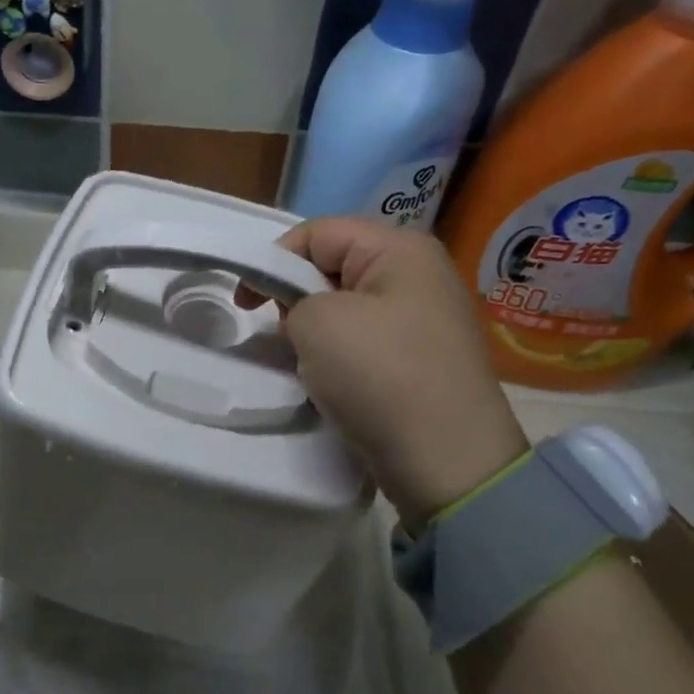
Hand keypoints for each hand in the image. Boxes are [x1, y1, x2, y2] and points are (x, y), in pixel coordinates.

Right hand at [277, 219, 526, 522]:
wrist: (446, 461)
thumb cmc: (380, 375)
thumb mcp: (317, 321)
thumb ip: (293, 298)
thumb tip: (306, 315)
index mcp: (400, 249)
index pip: (317, 232)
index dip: (274, 261)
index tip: (247, 304)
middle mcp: (418, 275)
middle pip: (332, 267)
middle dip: (297, 298)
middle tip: (286, 336)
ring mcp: (424, 320)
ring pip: (345, 308)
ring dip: (317, 333)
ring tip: (313, 365)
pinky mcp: (421, 360)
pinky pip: (364, 341)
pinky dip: (340, 358)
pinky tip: (336, 384)